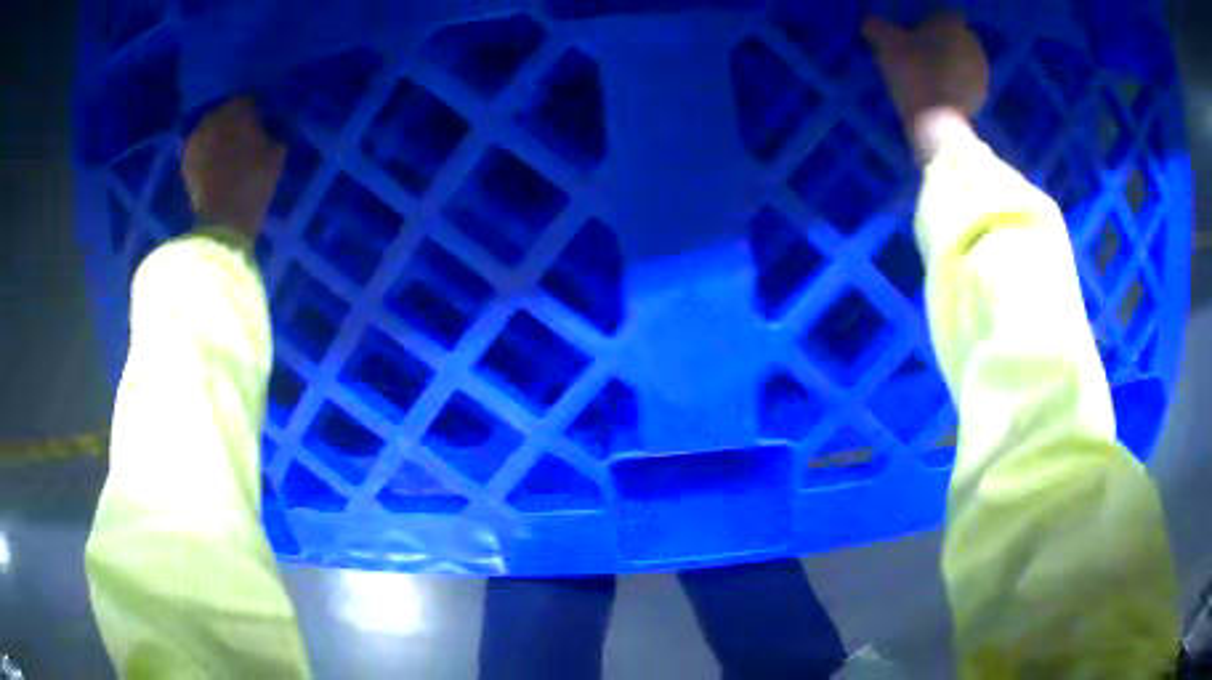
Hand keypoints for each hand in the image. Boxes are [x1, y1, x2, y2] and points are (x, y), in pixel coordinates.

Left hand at [182, 97, 285, 241]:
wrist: (223, 220)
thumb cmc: (254, 183)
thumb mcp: (276, 155)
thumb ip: (273, 134)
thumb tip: (270, 129)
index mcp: (238, 109)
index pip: (249, 100)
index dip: (255, 112)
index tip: (260, 123)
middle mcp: (214, 116)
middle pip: (225, 111)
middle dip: (232, 121)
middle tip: (242, 137)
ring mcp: (196, 137)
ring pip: (210, 128)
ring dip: (217, 135)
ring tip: (225, 150)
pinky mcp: (186, 158)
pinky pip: (198, 146)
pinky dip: (205, 150)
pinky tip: (212, 162)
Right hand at [863, 15, 988, 162]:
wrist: (938, 122)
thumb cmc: (913, 73)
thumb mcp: (885, 44)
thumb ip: (877, 27)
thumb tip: (872, 24)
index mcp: (952, 23)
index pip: (942, 13)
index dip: (929, 20)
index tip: (915, 32)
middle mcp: (972, 42)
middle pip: (956, 35)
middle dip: (943, 40)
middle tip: (922, 52)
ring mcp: (982, 70)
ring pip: (963, 58)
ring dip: (952, 62)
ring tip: (932, 74)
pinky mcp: (983, 94)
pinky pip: (968, 80)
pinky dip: (958, 82)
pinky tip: (942, 91)